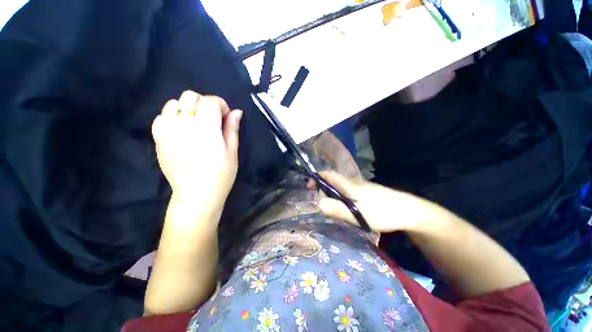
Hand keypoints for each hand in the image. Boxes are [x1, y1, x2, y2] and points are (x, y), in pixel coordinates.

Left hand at [151, 90, 241, 210]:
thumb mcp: (232, 152)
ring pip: (173, 103)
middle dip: (204, 103)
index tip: (225, 116)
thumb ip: (232, 129)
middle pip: (190, 96)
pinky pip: (161, 117)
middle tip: (212, 119)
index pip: (210, 102)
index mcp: (207, 130)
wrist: (196, 195)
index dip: (220, 105)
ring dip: (187, 109)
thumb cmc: (221, 175)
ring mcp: (168, 132)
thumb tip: (236, 112)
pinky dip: (172, 117)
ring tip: (195, 124)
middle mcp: (184, 126)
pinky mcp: (158, 139)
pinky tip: (181, 130)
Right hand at [317, 171, 440, 232]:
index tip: (308, 185)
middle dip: (322, 188)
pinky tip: (345, 208)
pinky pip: (349, 192)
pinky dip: (341, 197)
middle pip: (333, 181)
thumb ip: (337, 209)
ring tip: (330, 207)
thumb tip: (318, 204)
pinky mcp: (368, 194)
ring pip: (341, 187)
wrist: (410, 212)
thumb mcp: (358, 215)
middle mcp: (354, 183)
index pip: (329, 175)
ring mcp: (362, 188)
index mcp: (350, 185)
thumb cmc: (383, 212)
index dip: (317, 177)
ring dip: (332, 194)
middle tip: (319, 202)